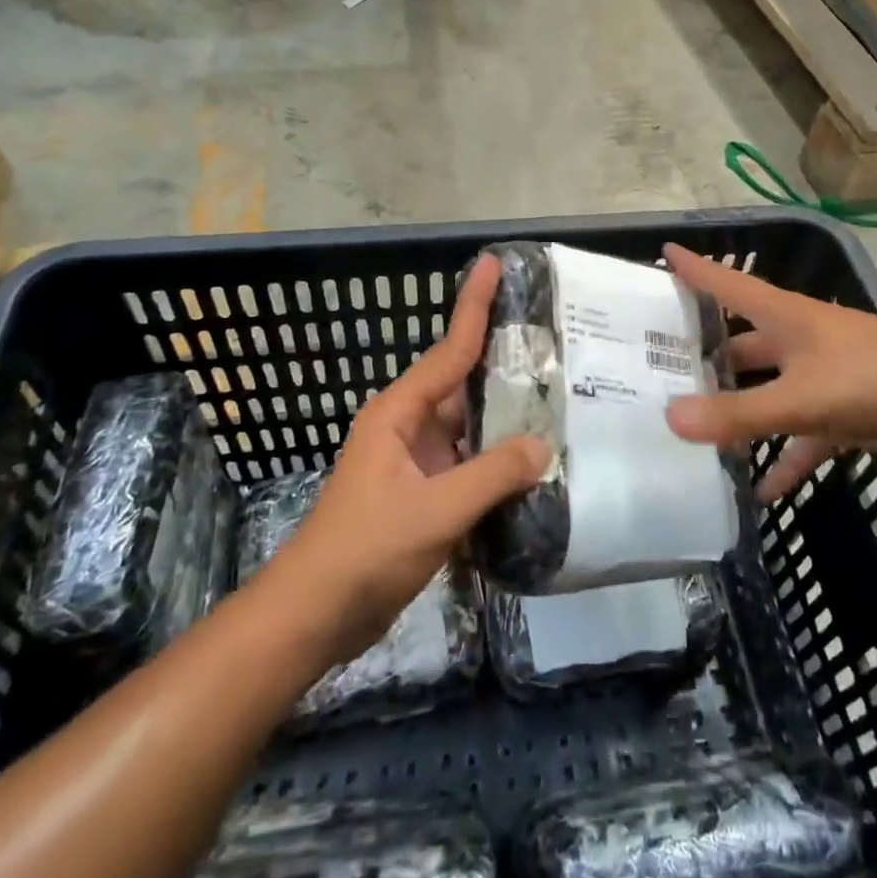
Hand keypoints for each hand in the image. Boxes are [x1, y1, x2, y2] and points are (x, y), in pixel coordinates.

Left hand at [261, 253, 547, 666]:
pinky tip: (535, 459)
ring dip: (506, 414)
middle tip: (555, 336)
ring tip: (559, 393)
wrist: (317, 614)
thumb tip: (543, 445)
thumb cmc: (365, 549)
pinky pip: (470, 462)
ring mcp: (417, 462)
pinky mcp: (425, 494)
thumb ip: (491, 476)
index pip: (448, 350)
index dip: (474, 305)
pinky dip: (499, 457)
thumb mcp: (433, 510)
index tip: (494, 263)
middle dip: (503, 358)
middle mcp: (409, 427)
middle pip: (463, 382)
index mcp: (399, 413)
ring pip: (470, 425)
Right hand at [661, 244, 876, 501]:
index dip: (695, 268)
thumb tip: (669, 419)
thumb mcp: (800, 397)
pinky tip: (760, 492)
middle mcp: (798, 341)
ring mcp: (822, 376)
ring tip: (696, 436)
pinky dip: (784, 460)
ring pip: (768, 393)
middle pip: (741, 346)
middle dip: (706, 359)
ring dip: (741, 415)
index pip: (727, 284)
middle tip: (660, 374)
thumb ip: (738, 413)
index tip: (662, 253)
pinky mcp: (844, 411)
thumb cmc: (875, 377)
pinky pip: (802, 436)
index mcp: (784, 317)